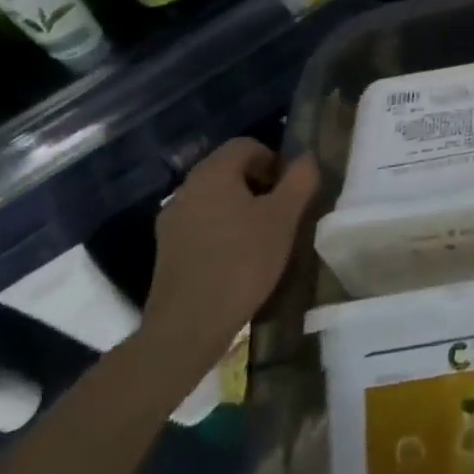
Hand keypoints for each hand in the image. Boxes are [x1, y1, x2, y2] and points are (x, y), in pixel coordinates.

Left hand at [140, 138, 319, 376]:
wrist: (186, 328)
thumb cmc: (241, 263)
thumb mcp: (284, 218)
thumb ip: (300, 180)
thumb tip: (306, 159)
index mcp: (212, 173)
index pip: (247, 145)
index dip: (274, 160)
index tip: (289, 190)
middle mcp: (187, 189)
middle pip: (230, 170)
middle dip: (260, 184)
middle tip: (282, 213)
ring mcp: (172, 221)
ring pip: (216, 198)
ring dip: (242, 208)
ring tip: (263, 238)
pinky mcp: (167, 251)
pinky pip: (202, 224)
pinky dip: (223, 230)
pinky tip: (238, 259)